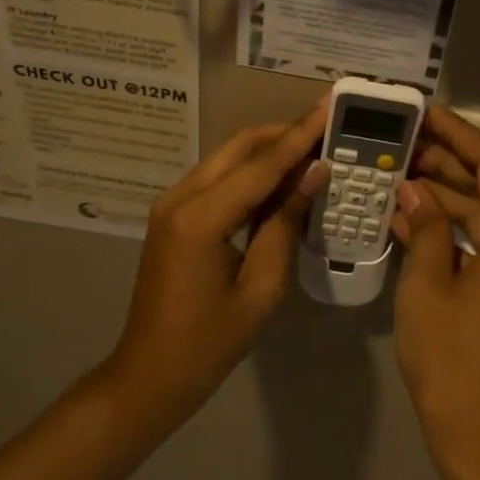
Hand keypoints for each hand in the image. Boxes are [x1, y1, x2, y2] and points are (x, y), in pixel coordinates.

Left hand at [106, 101, 329, 427]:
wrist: (150, 373)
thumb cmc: (210, 342)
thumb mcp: (261, 287)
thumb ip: (284, 224)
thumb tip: (313, 175)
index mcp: (201, 218)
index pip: (261, 164)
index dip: (300, 135)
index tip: (329, 106)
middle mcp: (180, 198)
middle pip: (239, 147)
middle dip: (284, 133)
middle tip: (327, 128)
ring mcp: (171, 204)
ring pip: (227, 159)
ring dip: (268, 151)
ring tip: (312, 150)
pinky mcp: (172, 215)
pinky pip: (218, 180)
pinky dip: (250, 173)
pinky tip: (280, 180)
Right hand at [390, 106, 479, 479]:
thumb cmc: (453, 362)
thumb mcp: (428, 288)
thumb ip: (425, 229)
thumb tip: (412, 190)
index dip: (459, 133)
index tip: (423, 113)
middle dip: (446, 163)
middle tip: (399, 143)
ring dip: (445, 197)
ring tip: (395, 174)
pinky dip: (452, 231)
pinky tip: (410, 219)